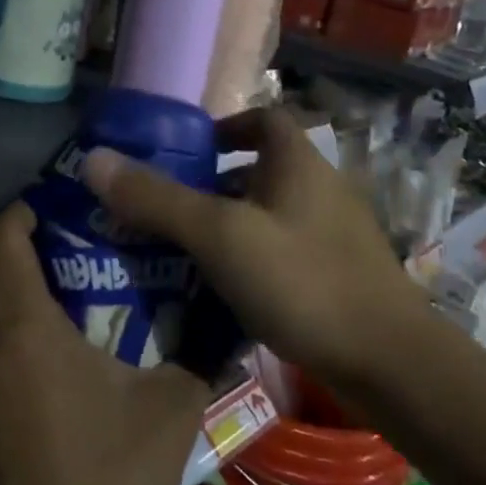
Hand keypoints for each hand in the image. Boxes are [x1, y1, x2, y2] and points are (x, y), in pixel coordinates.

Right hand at [82, 107, 425, 384]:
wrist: (392, 365)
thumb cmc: (302, 280)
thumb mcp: (219, 236)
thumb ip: (157, 199)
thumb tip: (94, 159)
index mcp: (298, 163)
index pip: (263, 119)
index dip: (224, 126)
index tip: (185, 152)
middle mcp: (320, 189)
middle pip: (259, 170)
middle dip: (212, 184)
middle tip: (166, 207)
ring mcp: (333, 235)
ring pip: (268, 215)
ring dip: (228, 225)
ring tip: (181, 251)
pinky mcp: (338, 277)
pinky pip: (281, 252)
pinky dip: (249, 260)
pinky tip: (221, 292)